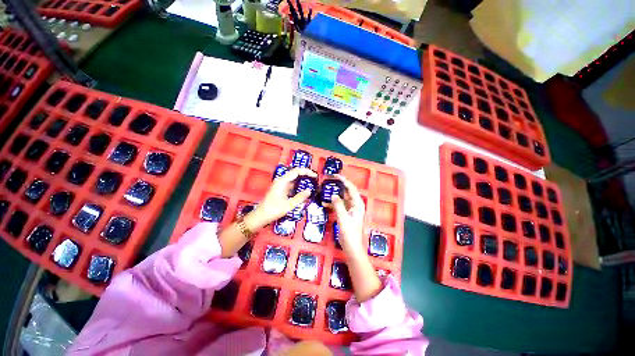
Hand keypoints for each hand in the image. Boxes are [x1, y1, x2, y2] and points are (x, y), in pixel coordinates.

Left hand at [244, 168, 316, 230]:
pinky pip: (291, 184)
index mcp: (282, 181)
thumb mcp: (289, 205)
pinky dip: (298, 185)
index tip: (315, 176)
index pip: (296, 171)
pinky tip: (303, 190)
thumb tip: (309, 191)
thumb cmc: (274, 210)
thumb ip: (300, 197)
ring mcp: (281, 185)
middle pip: (295, 173)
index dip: (307, 171)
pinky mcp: (281, 189)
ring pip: (294, 179)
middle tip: (315, 179)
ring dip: (302, 180)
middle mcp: (281, 180)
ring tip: (312, 183)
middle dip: (305, 174)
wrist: (261, 216)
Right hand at [329, 174, 365, 256]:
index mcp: (357, 204)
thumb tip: (333, 195)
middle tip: (328, 180)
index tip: (334, 175)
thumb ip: (338, 205)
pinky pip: (339, 205)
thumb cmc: (350, 234)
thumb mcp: (343, 218)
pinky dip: (333, 203)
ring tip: (325, 190)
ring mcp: (350, 209)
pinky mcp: (346, 214)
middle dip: (338, 185)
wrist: (352, 248)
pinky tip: (325, 203)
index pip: (351, 188)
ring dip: (334, 194)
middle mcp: (355, 205)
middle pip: (346, 191)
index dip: (343, 180)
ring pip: (342, 198)